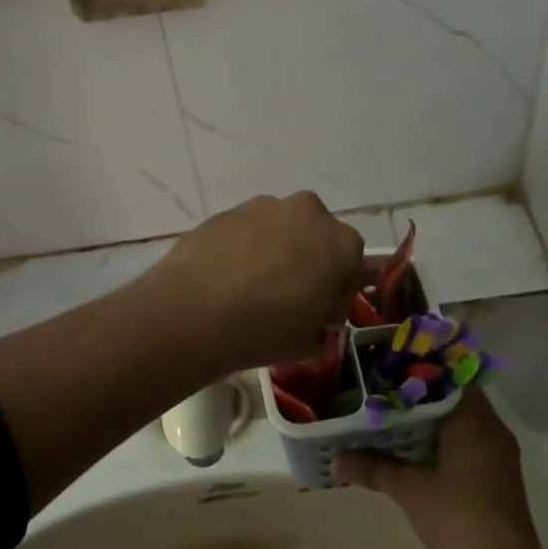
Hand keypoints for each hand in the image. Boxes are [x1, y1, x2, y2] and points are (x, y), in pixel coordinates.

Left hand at [147, 192, 364, 371]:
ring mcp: (264, 206)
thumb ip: (322, 322)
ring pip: (279, 229)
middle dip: (307, 261)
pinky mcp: (227, 210)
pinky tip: (226, 279)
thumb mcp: (310, 342)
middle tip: (288, 298)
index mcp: (342, 243)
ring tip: (250, 288)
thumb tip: (314, 315)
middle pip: (315, 237)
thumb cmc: (267, 329)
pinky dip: (242, 249)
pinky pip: (245, 231)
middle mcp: (309, 212)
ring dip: (274, 251)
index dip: (336, 292)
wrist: (196, 310)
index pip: (351, 266)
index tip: (319, 315)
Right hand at [334, 390, 542, 548]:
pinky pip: (468, 440)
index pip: (449, 377)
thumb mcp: (410, 489)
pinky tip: (415, 447)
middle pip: (454, 397)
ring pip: (462, 420)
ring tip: (393, 416)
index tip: (391, 370)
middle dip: (421, 395)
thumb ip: (374, 467)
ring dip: (432, 418)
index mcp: (474, 420)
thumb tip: (337, 458)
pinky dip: (444, 437)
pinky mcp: (497, 473)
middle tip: (384, 392)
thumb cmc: (458, 516)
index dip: (420, 371)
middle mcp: (491, 428)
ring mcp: (498, 452)